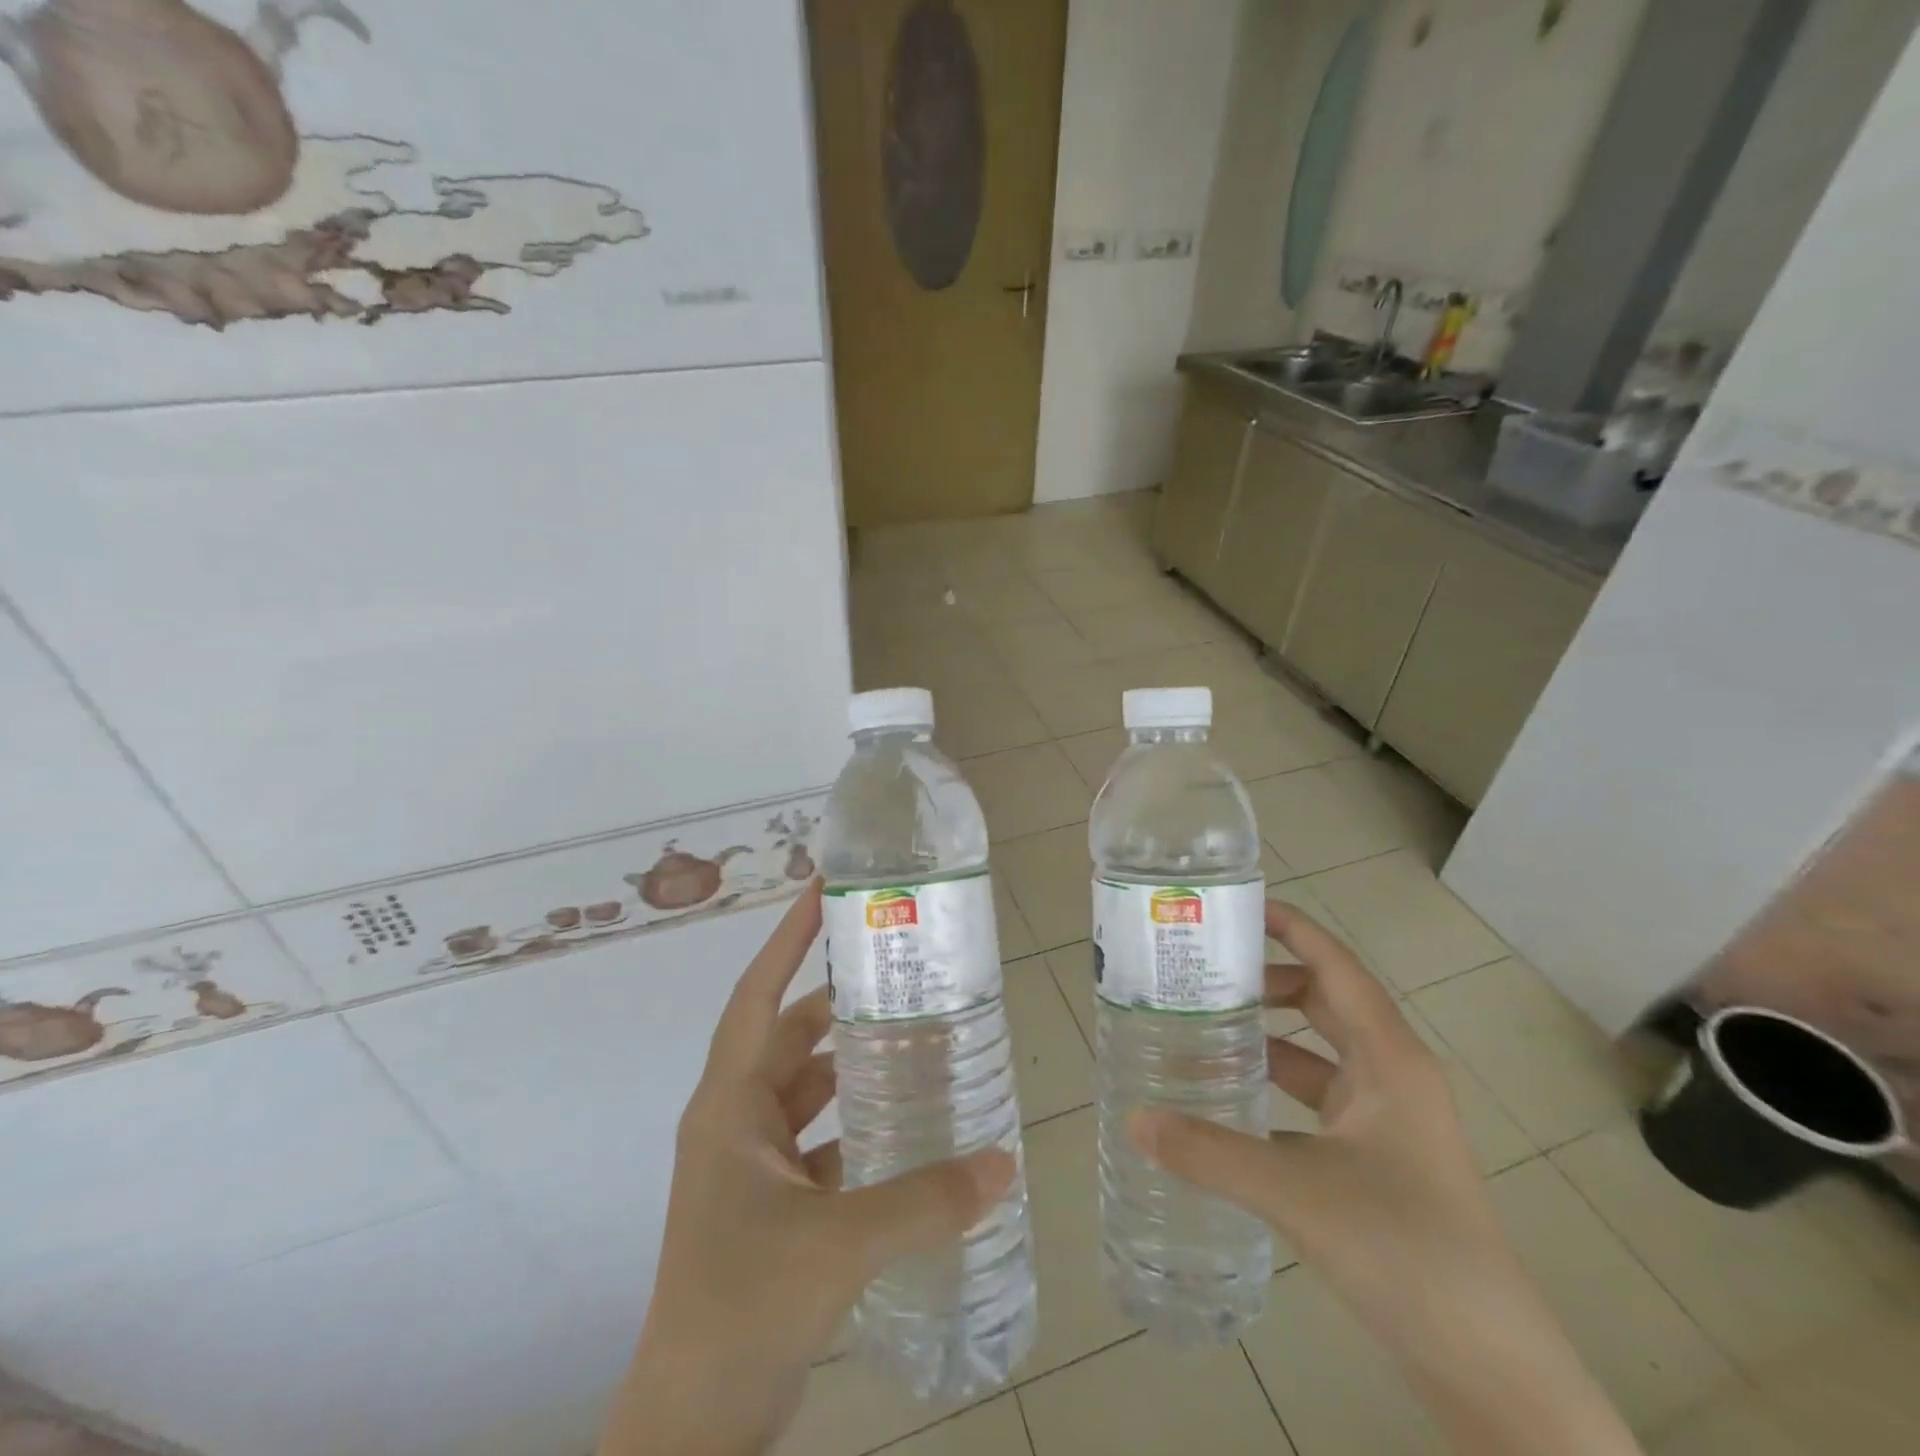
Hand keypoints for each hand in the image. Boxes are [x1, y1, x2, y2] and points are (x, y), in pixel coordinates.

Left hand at [599, 884, 1015, 1455]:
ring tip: (911, 1039)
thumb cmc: (743, 1308)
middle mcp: (735, 1123)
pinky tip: (903, 1127)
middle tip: (898, 973)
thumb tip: (1004, 1164)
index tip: (821, 892)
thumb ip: (925, 1202)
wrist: (693, 1427)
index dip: (787, 941)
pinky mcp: (769, 1205)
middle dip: (838, 1004)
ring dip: (850, 1066)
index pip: (757, 997)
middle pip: (789, 1039)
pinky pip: (818, 1142)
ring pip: (805, 1091)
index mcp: (730, 1107)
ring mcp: (749, 1166)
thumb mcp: (839, 1244)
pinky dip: (854, 1127)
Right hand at [1130, 901, 1640, 1455]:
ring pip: (1318, 1054)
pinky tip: (1229, 1103)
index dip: (1293, 928)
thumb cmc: (1404, 1249)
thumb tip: (1135, 1119)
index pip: (1336, 966)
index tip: (1239, 906)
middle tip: (1202, 974)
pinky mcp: (1378, 1160)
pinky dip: (1275, 1090)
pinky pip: (1316, 1100)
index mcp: (1389, 1059)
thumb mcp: (1296, 1191)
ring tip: (1202, 1030)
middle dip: (1267, 982)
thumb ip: (1209, 1152)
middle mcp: (1392, 1076)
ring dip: (1266, 1038)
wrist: (1487, 1364)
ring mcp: (1388, 1121)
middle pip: (1324, 1002)